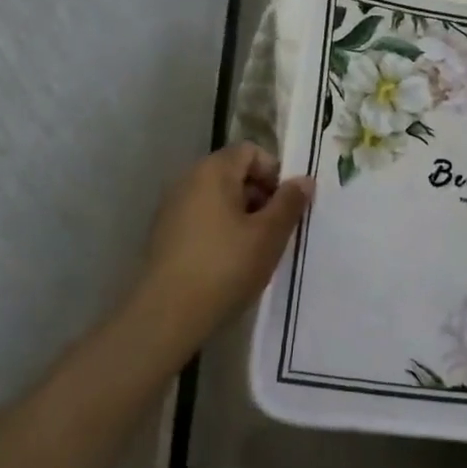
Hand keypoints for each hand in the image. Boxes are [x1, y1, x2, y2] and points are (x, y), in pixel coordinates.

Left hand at [135, 143, 312, 352]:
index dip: (274, 173)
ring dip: (240, 215)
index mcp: (213, 170)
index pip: (250, 151)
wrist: (164, 316)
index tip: (286, 206)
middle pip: (233, 172)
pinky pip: (200, 218)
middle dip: (259, 195)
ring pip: (217, 198)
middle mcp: (188, 179)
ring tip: (254, 250)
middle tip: (276, 230)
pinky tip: (227, 263)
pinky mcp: (162, 234)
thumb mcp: (268, 235)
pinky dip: (219, 230)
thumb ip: (289, 203)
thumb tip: (304, 180)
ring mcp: (171, 207)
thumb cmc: (224, 267)